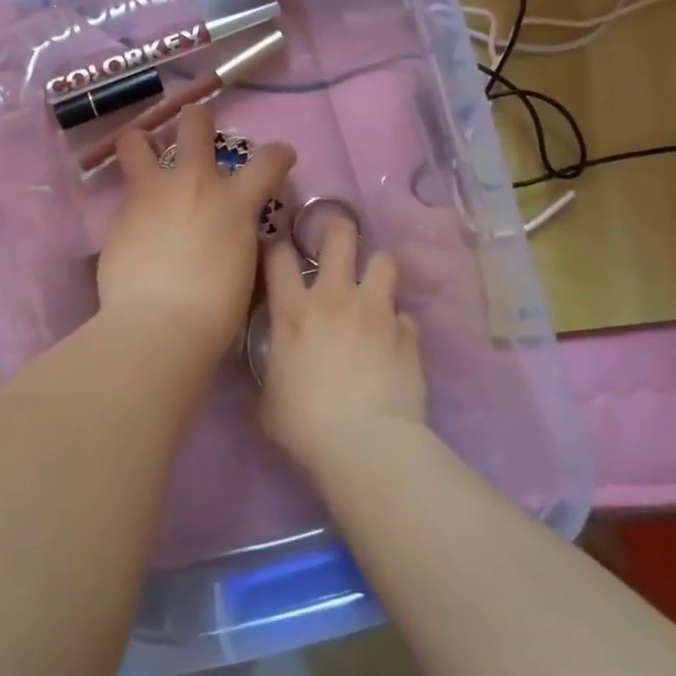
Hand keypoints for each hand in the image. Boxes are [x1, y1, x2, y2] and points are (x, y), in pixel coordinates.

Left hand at [97, 103, 295, 363]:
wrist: (159, 325)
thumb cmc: (215, 311)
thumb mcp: (244, 267)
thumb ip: (238, 236)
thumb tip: (231, 230)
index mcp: (234, 203)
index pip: (268, 160)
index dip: (279, 154)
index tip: (281, 156)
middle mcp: (194, 184)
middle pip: (195, 123)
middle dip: (197, 121)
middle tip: (196, 131)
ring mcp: (152, 194)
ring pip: (136, 142)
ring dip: (142, 144)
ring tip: (144, 155)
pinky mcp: (120, 215)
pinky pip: (126, 197)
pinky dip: (134, 206)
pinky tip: (135, 228)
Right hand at [258, 216, 426, 472]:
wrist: (365, 446)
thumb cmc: (304, 425)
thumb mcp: (267, 399)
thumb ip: (270, 372)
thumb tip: (274, 368)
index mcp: (293, 311)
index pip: (279, 256)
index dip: (277, 247)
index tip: (279, 253)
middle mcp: (335, 298)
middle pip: (340, 237)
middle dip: (338, 229)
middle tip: (337, 239)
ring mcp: (376, 312)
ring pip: (384, 261)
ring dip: (377, 270)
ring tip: (373, 287)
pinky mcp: (408, 334)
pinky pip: (405, 316)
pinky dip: (398, 325)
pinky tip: (394, 342)